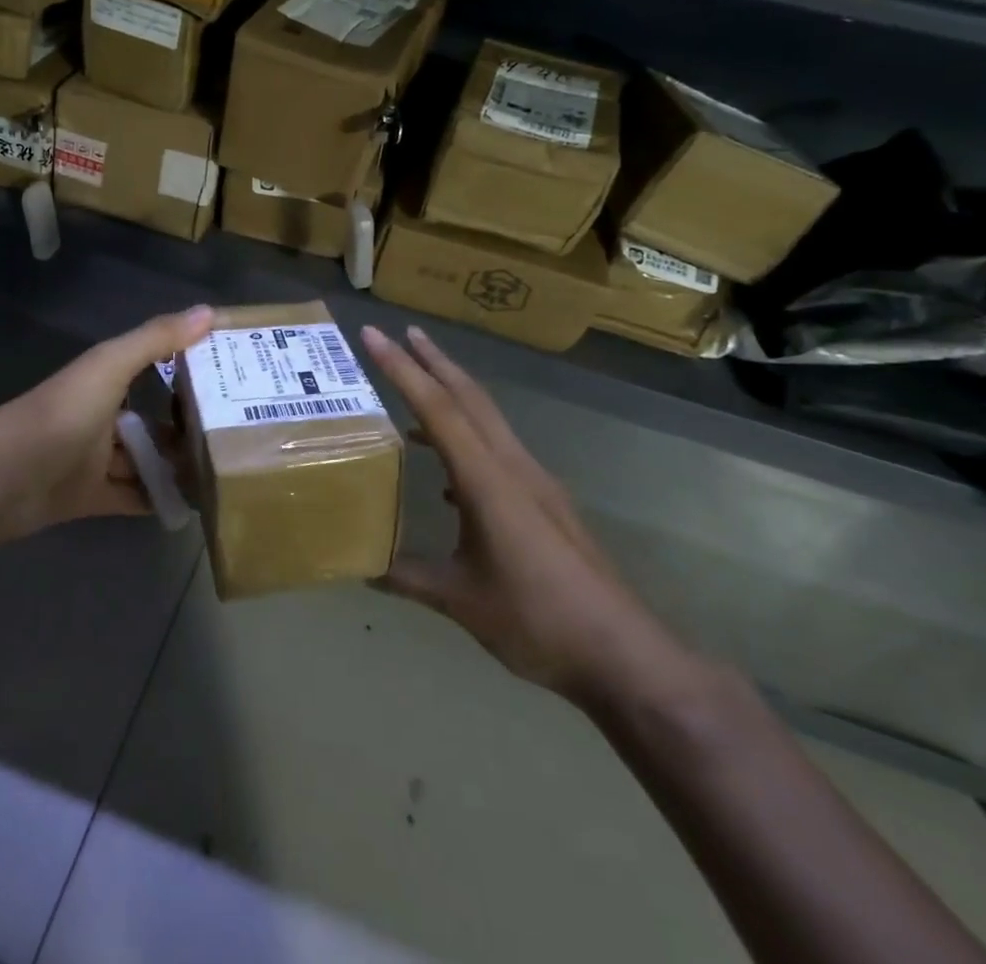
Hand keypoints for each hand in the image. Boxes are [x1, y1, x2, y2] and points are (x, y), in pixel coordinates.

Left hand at [0, 305, 214, 538]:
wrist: (9, 476)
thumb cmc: (65, 411)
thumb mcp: (112, 365)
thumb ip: (157, 339)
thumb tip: (210, 311)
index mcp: (103, 381)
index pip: (149, 369)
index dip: (182, 370)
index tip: (226, 378)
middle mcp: (100, 417)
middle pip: (149, 422)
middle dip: (183, 429)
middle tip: (232, 436)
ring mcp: (94, 460)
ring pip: (142, 461)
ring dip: (173, 467)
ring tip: (219, 472)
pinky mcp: (91, 497)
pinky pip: (132, 497)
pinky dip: (156, 500)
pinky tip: (190, 504)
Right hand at [360, 324, 700, 710]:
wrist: (623, 654)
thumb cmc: (536, 619)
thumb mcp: (460, 599)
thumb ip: (407, 577)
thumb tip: (361, 566)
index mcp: (486, 478)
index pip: (436, 408)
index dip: (401, 368)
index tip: (375, 334)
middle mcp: (512, 466)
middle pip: (469, 397)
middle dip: (434, 361)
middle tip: (403, 332)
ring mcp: (535, 481)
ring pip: (487, 419)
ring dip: (453, 394)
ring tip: (420, 386)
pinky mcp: (546, 501)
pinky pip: (498, 449)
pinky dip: (468, 438)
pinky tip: (449, 473)